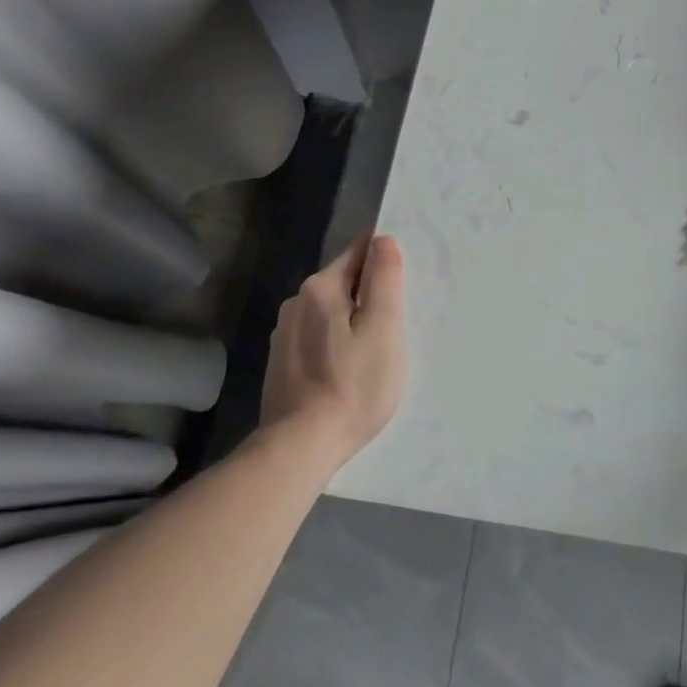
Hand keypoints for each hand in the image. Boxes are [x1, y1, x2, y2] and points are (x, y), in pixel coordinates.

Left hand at [256, 233, 405, 466]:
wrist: (300, 447)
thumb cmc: (352, 384)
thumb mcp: (383, 327)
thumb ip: (384, 278)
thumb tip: (382, 238)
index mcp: (321, 288)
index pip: (359, 251)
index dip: (385, 259)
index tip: (405, 281)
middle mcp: (296, 302)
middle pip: (345, 282)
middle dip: (371, 294)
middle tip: (398, 322)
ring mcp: (284, 334)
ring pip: (331, 311)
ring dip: (353, 320)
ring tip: (376, 349)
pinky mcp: (282, 362)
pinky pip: (318, 336)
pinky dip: (337, 342)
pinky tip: (349, 369)